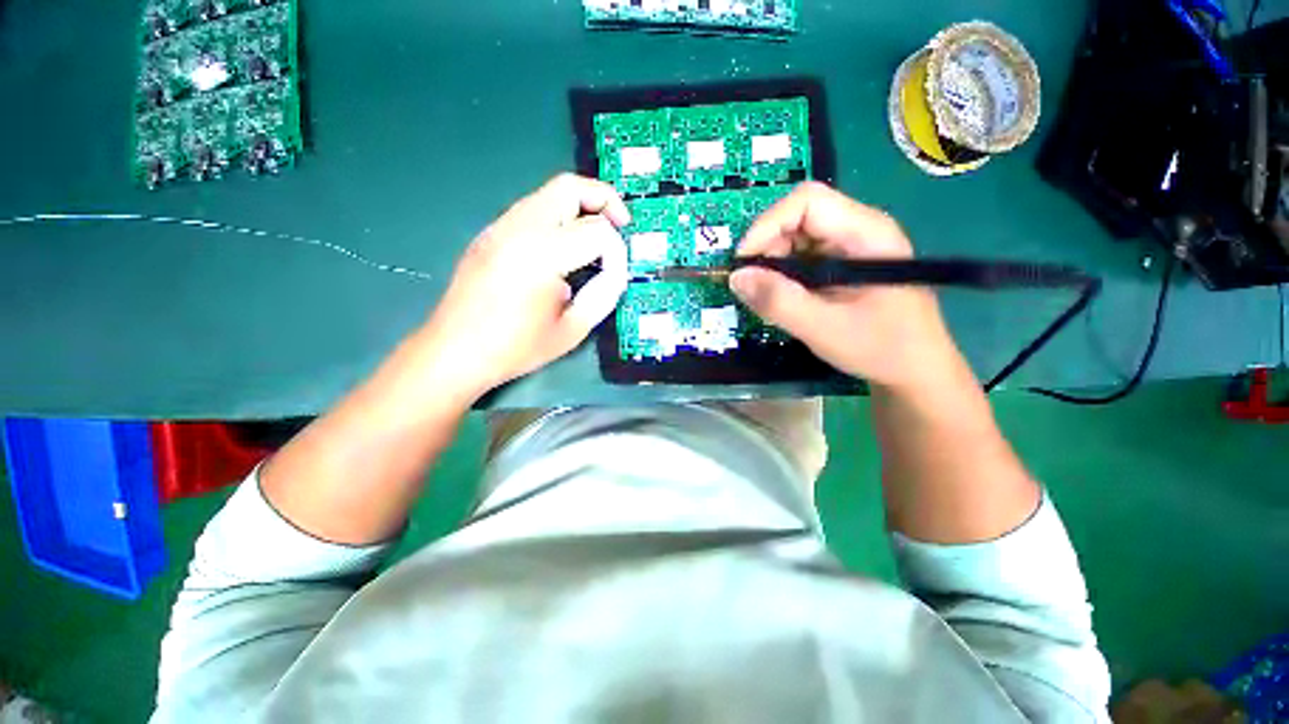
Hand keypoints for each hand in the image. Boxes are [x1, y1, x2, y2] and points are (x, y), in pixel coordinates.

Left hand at [416, 174, 629, 401]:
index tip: (616, 276)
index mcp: (542, 255)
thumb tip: (616, 273)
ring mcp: (500, 227)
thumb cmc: (516, 348)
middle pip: (570, 187)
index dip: (616, 252)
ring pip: (549, 192)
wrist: (455, 351)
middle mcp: (520, 228)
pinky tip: (563, 247)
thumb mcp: (572, 330)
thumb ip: (603, 295)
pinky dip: (558, 216)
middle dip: (604, 200)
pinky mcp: (490, 233)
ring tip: (595, 237)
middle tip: (621, 225)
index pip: (597, 231)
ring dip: (580, 207)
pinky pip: (532, 208)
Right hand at [730, 182, 960, 390]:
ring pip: (795, 238)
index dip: (767, 225)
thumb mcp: (824, 328)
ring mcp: (849, 247)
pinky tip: (784, 300)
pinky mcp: (841, 265)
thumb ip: (779, 302)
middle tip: (755, 288)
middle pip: (798, 217)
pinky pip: (801, 258)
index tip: (744, 264)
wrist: (915, 369)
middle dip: (767, 249)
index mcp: (865, 233)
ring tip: (769, 298)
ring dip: (772, 265)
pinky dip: (782, 276)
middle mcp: (857, 230)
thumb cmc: (881, 348)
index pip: (807, 202)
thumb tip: (736, 278)